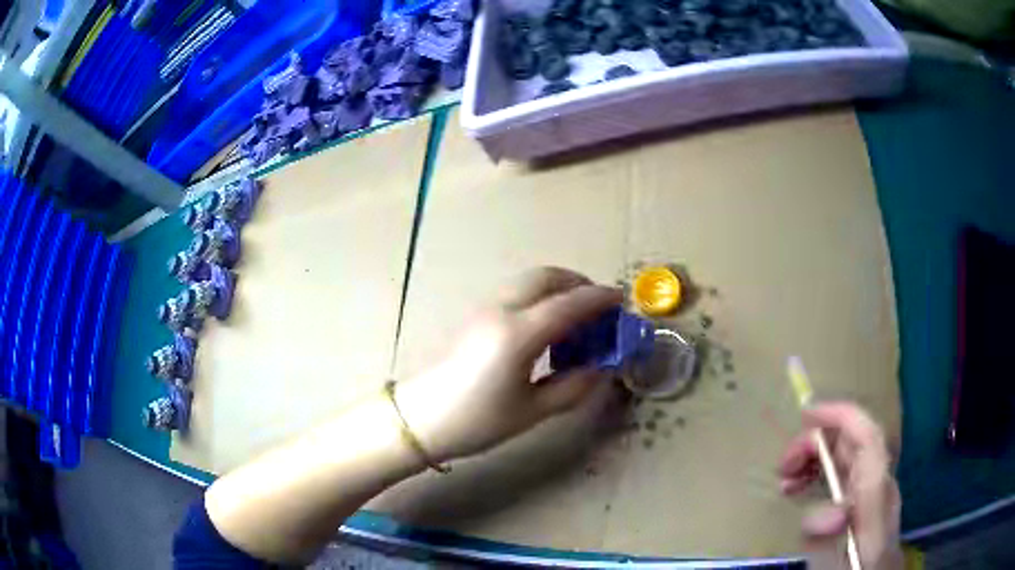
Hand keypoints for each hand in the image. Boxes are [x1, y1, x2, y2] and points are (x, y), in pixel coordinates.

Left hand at [394, 267, 621, 462]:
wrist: (420, 420)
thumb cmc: (477, 421)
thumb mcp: (532, 410)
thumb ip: (573, 386)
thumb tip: (602, 368)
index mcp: (519, 334)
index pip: (569, 303)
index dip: (600, 299)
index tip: (622, 301)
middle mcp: (502, 310)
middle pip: (546, 277)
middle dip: (578, 283)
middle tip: (599, 306)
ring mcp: (485, 309)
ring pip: (529, 281)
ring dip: (558, 288)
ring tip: (576, 318)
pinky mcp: (475, 316)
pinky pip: (516, 293)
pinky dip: (540, 297)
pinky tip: (546, 327)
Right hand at [780, 402, 902, 569]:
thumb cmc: (854, 569)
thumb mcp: (838, 559)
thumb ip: (830, 536)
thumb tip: (828, 513)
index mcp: (877, 495)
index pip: (867, 437)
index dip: (840, 415)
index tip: (805, 414)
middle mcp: (878, 483)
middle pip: (853, 441)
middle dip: (817, 441)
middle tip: (783, 466)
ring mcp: (873, 490)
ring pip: (846, 454)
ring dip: (815, 457)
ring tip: (786, 481)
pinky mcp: (864, 501)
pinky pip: (843, 472)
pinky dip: (820, 473)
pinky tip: (800, 489)